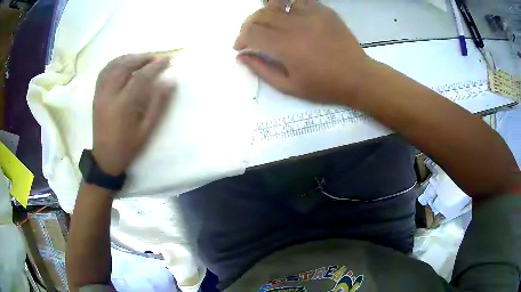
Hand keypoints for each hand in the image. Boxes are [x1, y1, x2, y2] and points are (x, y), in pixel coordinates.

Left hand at [92, 54, 174, 174]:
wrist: (105, 158)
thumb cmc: (128, 147)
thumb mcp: (147, 130)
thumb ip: (158, 104)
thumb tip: (170, 81)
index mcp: (123, 105)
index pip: (141, 77)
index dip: (155, 66)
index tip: (168, 60)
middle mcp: (109, 95)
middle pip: (124, 66)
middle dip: (142, 58)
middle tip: (155, 58)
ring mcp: (100, 94)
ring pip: (112, 66)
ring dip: (128, 58)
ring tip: (141, 58)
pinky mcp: (96, 96)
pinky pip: (103, 72)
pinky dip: (114, 63)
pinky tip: (123, 63)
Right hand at [234, 0, 372, 104]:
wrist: (357, 77)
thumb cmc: (323, 86)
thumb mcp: (288, 86)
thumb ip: (261, 69)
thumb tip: (240, 56)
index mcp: (285, 47)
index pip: (251, 32)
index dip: (240, 39)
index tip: (240, 47)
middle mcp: (295, 25)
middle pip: (260, 15)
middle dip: (248, 25)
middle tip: (251, 35)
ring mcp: (311, 15)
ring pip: (276, 4)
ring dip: (265, 12)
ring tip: (267, 22)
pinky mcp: (323, 11)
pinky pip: (299, 0)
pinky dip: (288, 5)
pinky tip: (288, 15)